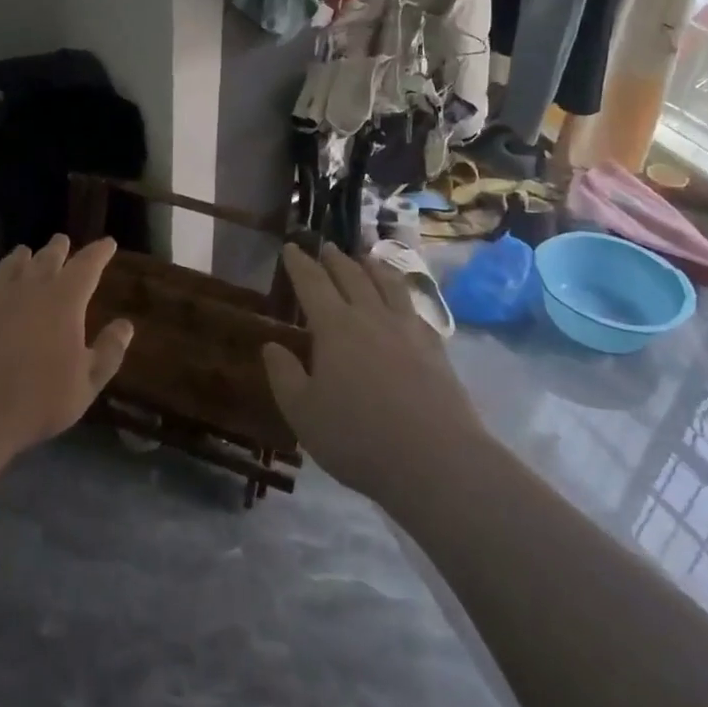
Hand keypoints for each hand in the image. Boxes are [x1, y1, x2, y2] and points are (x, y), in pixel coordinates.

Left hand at [0, 235, 133, 465]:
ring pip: (9, 268)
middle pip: (46, 260)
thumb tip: (126, 325)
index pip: (87, 266)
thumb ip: (109, 352)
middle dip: (58, 249)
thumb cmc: (36, 400)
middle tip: (62, 240)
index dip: (98, 253)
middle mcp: (29, 289)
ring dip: (19, 258)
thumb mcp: (86, 384)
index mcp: (64, 301)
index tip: (107, 242)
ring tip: (24, 251)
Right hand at [263, 242, 485, 507]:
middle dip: (334, 259)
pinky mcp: (435, 347)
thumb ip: (284, 376)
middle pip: (351, 275)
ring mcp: (407, 328)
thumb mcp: (303, 413)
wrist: (436, 460)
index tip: (291, 247)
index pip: (312, 283)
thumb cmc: (358, 438)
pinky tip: (403, 300)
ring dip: (372, 266)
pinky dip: (402, 293)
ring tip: (365, 257)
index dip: (299, 263)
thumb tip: (271, 345)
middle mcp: (371, 316)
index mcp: (334, 327)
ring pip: (387, 284)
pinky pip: (414, 306)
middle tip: (325, 246)